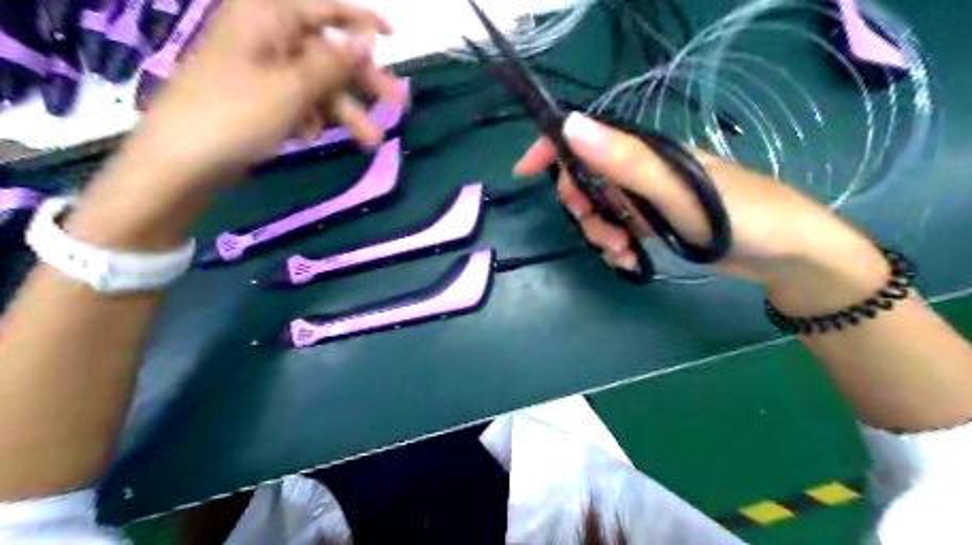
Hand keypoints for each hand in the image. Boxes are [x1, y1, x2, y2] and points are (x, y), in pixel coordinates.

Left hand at [129, 0, 403, 185]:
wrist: (181, 161)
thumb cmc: (236, 114)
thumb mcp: (294, 87)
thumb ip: (335, 62)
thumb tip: (368, 37)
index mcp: (267, 17)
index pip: (326, 9)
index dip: (362, 22)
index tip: (394, 38)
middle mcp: (266, 36)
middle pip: (327, 52)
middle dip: (362, 81)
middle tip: (397, 105)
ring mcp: (261, 68)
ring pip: (317, 83)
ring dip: (344, 111)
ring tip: (369, 141)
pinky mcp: (258, 97)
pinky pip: (298, 100)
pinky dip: (312, 117)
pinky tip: (310, 137)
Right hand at [516, 112, 886, 311]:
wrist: (784, 255)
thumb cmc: (739, 214)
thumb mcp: (678, 188)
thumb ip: (625, 161)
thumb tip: (571, 126)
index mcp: (646, 151)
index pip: (589, 138)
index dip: (553, 148)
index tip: (525, 171)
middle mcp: (643, 171)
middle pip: (587, 181)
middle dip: (583, 208)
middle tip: (601, 230)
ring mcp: (647, 199)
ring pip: (600, 211)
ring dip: (600, 234)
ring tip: (622, 252)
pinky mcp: (653, 223)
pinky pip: (617, 231)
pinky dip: (615, 248)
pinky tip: (629, 261)